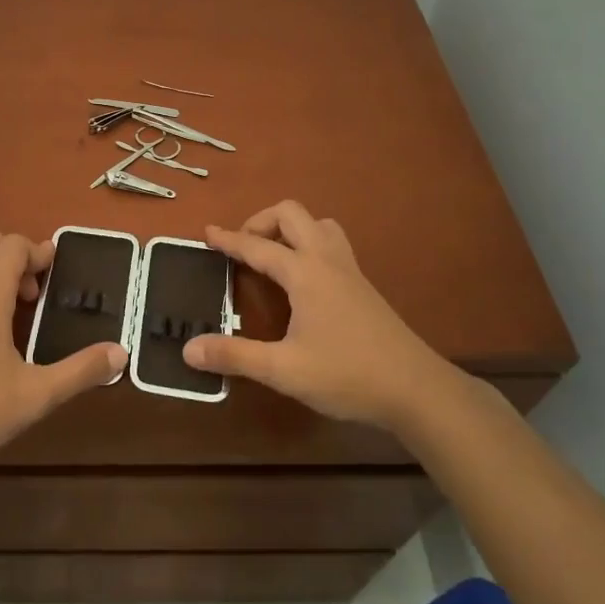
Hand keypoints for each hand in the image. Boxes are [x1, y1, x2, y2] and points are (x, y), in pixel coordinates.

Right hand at [183, 201, 448, 432]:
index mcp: (305, 272)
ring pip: (318, 224)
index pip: (257, 246)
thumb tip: (188, 349)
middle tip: (243, 246)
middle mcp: (326, 260)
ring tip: (273, 255)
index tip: (206, 232)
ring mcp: (349, 270)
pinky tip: (303, 278)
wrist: (416, 389)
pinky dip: (309, 244)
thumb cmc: (347, 375)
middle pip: (292, 214)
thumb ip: (235, 356)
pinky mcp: (363, 285)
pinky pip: (332, 243)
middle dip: (261, 221)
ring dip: (291, 228)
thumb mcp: (284, 370)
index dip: (229, 239)